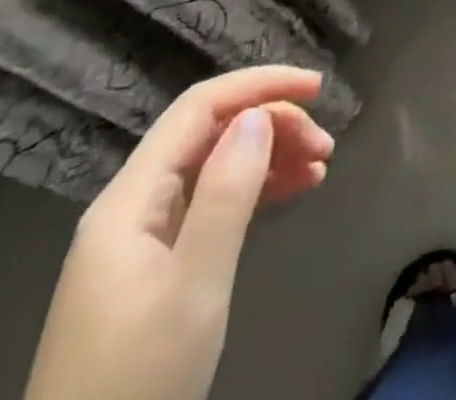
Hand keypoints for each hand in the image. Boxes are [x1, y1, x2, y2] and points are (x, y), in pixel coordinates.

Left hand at [24, 66, 336, 399]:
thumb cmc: (137, 385)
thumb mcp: (193, 289)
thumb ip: (226, 195)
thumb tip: (258, 116)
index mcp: (129, 200)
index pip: (198, 108)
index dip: (260, 85)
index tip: (317, 89)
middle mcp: (131, 207)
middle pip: (209, 134)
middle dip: (272, 124)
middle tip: (326, 145)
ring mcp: (140, 240)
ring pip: (214, 167)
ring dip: (269, 156)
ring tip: (321, 166)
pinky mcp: (153, 270)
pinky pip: (211, 204)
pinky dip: (254, 190)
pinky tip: (293, 191)